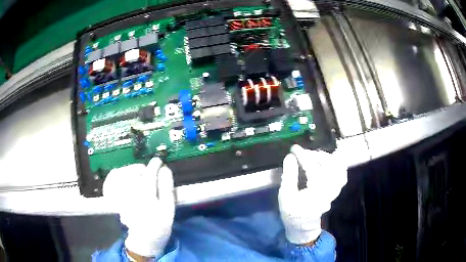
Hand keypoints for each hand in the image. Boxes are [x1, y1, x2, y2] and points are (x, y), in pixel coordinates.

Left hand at [103, 158, 174, 257]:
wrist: (143, 240)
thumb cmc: (159, 226)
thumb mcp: (169, 210)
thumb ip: (167, 189)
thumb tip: (165, 169)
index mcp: (148, 201)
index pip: (149, 177)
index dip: (154, 166)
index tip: (158, 161)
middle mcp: (132, 198)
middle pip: (132, 174)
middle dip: (140, 167)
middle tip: (147, 169)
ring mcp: (120, 199)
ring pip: (120, 176)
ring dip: (129, 170)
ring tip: (136, 172)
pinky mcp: (113, 201)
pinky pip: (110, 183)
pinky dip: (114, 175)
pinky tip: (121, 175)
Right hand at [279, 145, 346, 244]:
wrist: (303, 227)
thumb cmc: (292, 212)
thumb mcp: (286, 196)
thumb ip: (289, 176)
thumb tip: (290, 157)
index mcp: (316, 191)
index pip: (312, 167)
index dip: (303, 155)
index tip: (294, 148)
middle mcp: (329, 189)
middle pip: (329, 164)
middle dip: (316, 155)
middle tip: (304, 153)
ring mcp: (335, 189)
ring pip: (339, 168)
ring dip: (328, 159)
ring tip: (316, 156)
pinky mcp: (336, 190)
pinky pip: (342, 173)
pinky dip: (337, 165)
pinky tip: (328, 162)